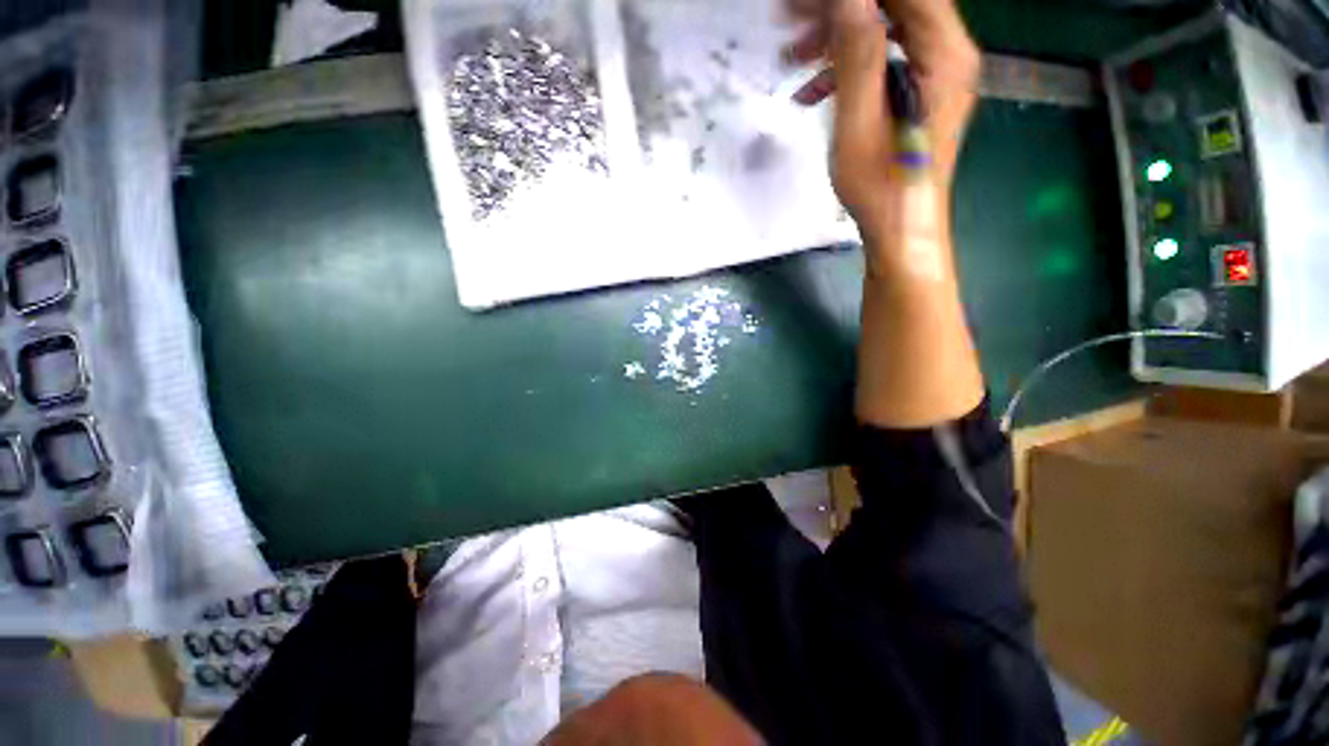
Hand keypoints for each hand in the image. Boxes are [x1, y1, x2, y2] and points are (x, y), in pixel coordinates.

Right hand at [784, 0, 980, 239]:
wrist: (899, 229)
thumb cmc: (880, 189)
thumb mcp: (860, 125)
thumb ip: (858, 56)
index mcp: (943, 54)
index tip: (804, 4)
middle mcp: (948, 53)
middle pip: (895, 5)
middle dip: (841, 8)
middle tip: (791, 20)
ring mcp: (935, 72)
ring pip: (886, 28)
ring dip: (838, 36)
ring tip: (794, 56)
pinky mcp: (919, 91)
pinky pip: (884, 60)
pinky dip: (846, 67)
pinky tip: (812, 90)